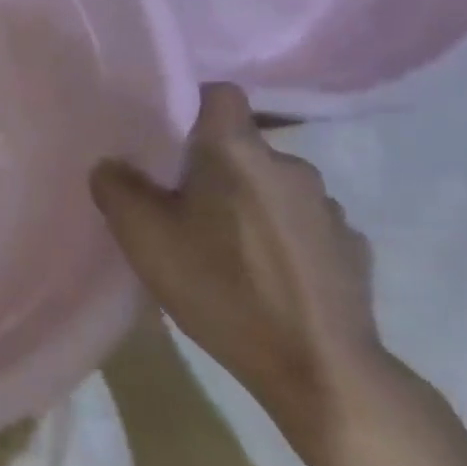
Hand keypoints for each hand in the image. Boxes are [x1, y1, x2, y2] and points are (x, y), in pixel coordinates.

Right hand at [91, 83, 389, 461]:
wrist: (321, 371)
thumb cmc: (222, 288)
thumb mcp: (143, 237)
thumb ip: (116, 188)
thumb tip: (112, 166)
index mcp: (237, 151)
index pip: (220, 93)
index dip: (193, 106)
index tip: (170, 140)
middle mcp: (289, 165)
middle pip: (243, 146)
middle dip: (215, 167)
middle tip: (185, 208)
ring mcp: (329, 208)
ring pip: (274, 187)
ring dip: (252, 204)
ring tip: (228, 249)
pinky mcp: (354, 250)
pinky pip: (305, 226)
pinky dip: (284, 238)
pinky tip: (269, 278)